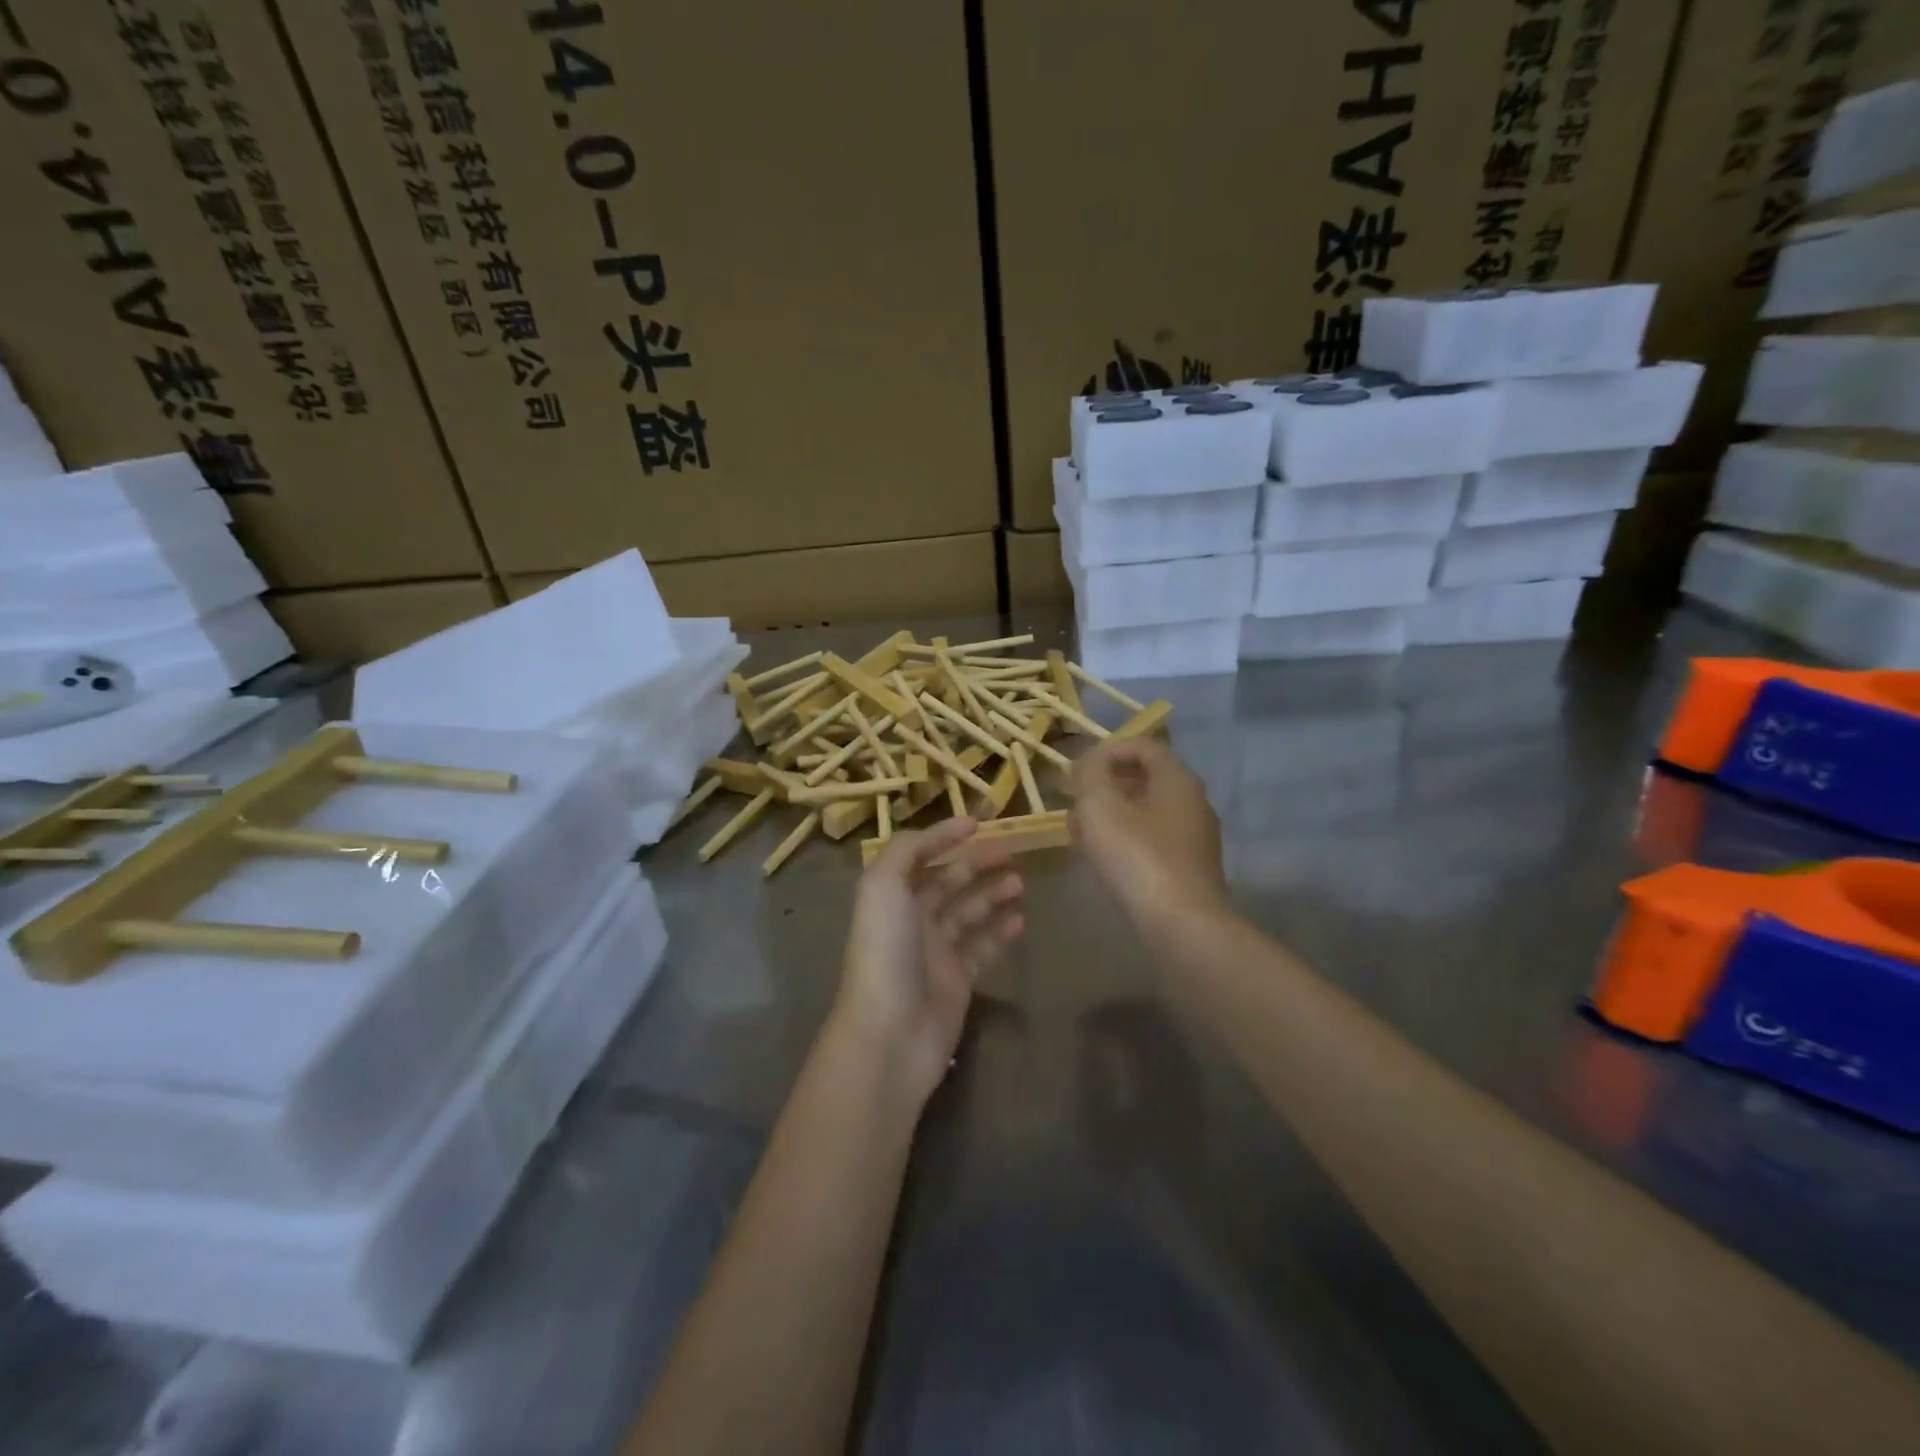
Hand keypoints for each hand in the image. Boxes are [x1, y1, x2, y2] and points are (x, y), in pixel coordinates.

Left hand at [833, 816, 1024, 1103]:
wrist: (890, 1033)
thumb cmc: (885, 951)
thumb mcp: (883, 886)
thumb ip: (907, 849)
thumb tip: (941, 831)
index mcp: (891, 896)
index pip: (919, 855)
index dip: (944, 836)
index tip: (978, 822)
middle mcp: (912, 919)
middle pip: (949, 882)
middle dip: (977, 863)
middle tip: (1013, 851)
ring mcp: (936, 951)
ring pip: (969, 913)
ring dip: (993, 894)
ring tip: (1020, 882)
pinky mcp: (958, 981)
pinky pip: (983, 947)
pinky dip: (1001, 931)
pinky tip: (1021, 919)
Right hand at [1072, 738, 1227, 925]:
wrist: (1181, 927)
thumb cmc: (1138, 858)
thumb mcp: (1101, 806)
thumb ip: (1090, 774)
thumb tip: (1089, 764)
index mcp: (1178, 780)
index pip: (1144, 746)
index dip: (1107, 751)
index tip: (1077, 772)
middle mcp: (1193, 803)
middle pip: (1145, 779)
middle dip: (1105, 786)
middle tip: (1075, 803)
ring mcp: (1195, 838)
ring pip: (1146, 812)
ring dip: (1111, 815)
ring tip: (1081, 834)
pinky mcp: (1189, 869)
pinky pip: (1152, 840)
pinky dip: (1125, 840)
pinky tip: (1103, 860)